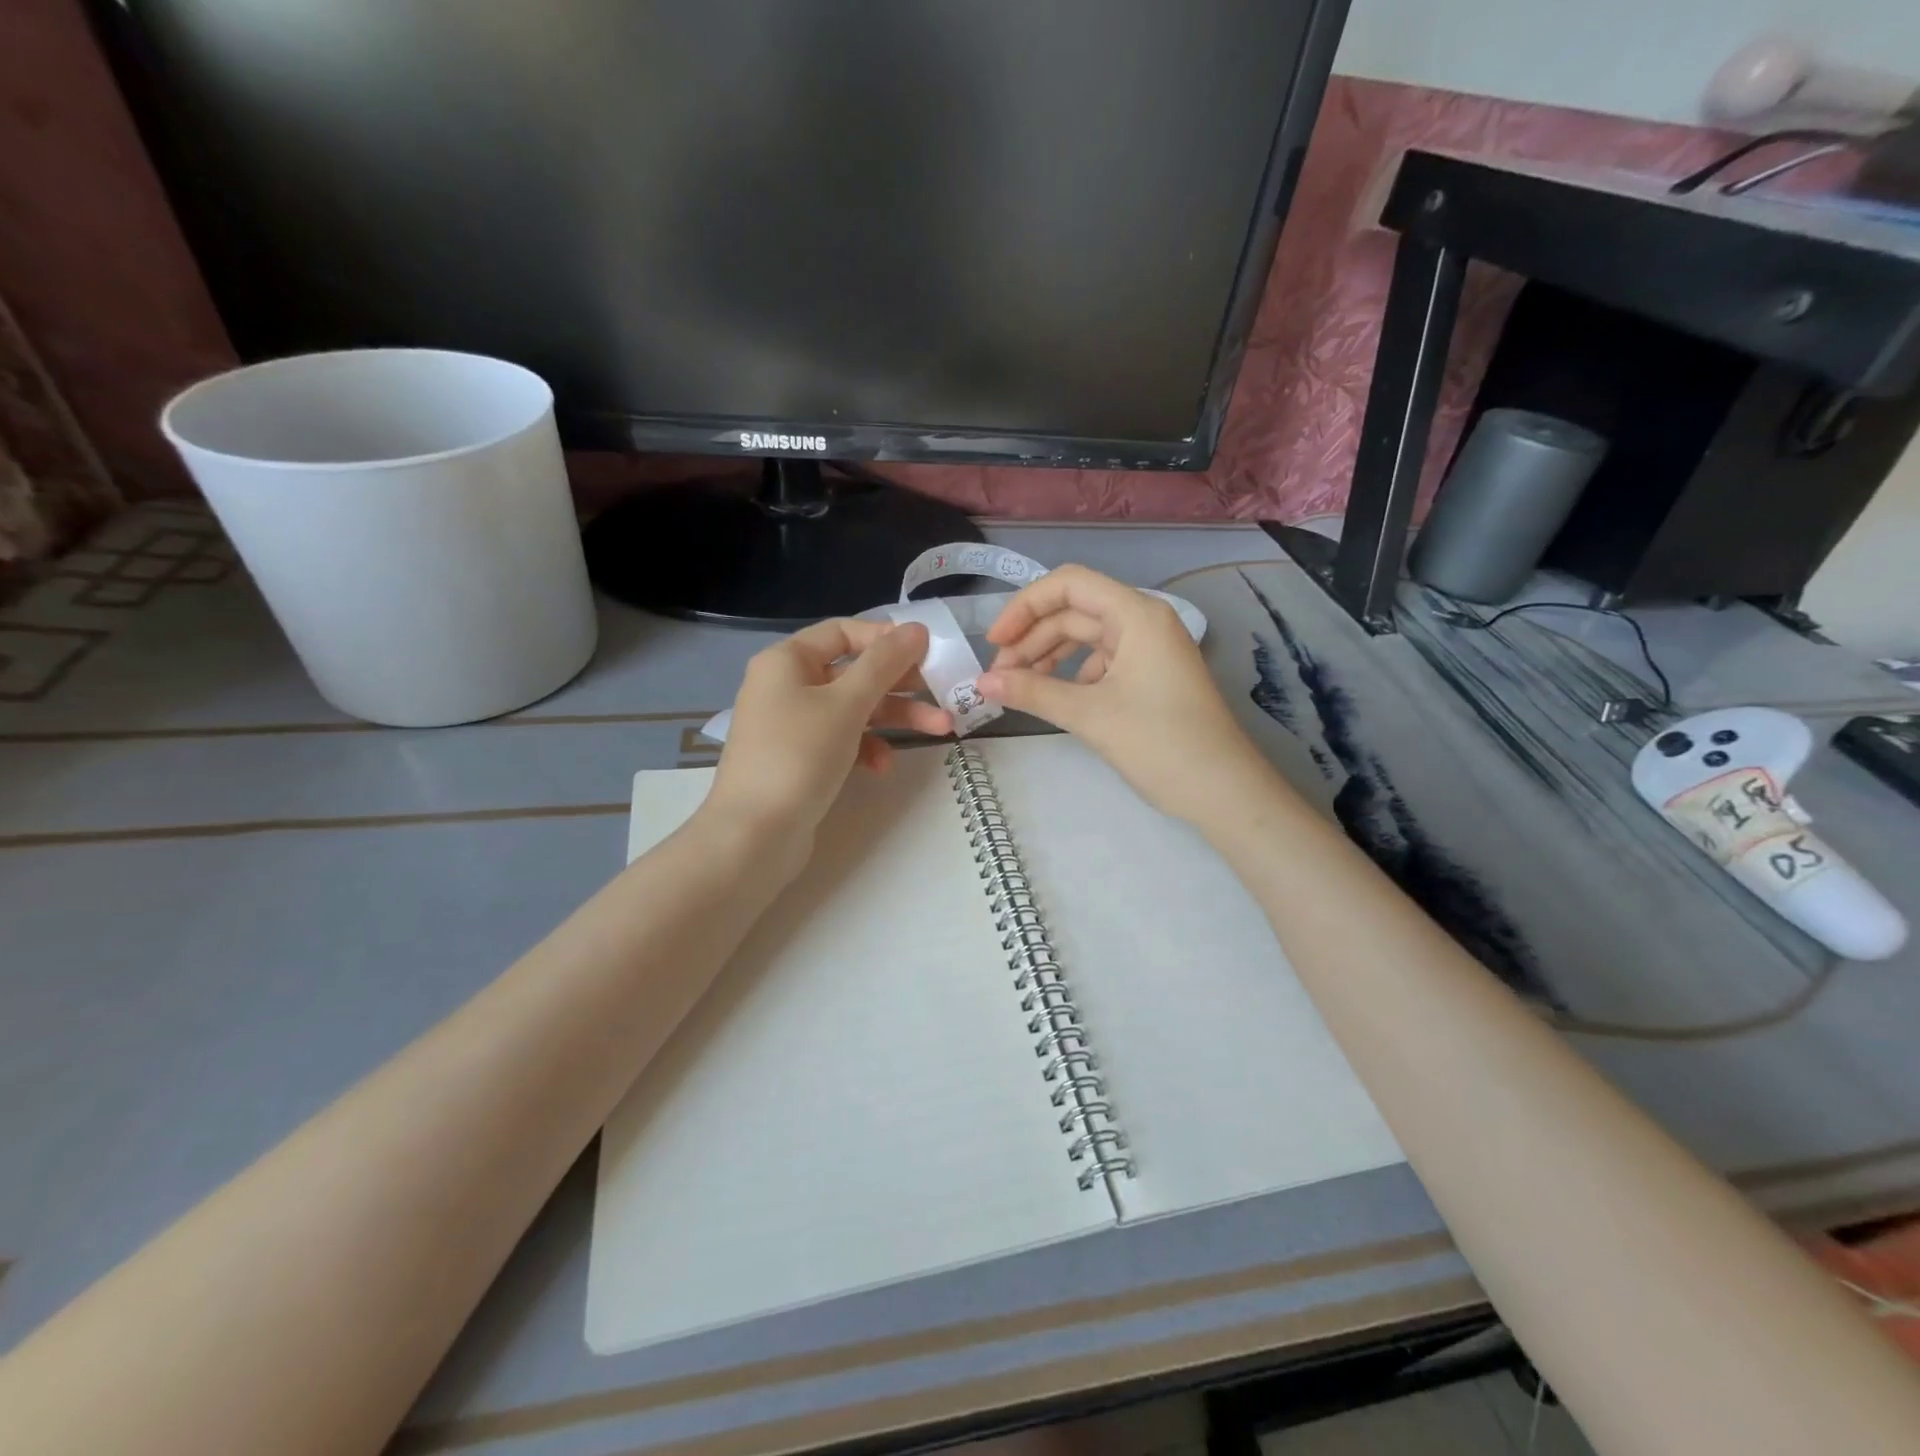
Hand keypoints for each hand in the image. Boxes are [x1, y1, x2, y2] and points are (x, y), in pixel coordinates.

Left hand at [704, 620, 952, 854]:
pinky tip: (882, 767)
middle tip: (944, 692)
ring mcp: (792, 725)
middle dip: (901, 684)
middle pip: (853, 672)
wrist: (754, 835)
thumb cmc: (799, 756)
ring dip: (895, 717)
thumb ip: (884, 664)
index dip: (886, 638)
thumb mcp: (847, 704)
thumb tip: (916, 628)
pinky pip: (841, 740)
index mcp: (787, 661)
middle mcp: (786, 685)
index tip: (927, 652)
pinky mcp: (800, 759)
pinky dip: (866, 748)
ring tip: (940, 730)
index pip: (843, 632)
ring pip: (853, 709)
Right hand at [978, 565, 1275, 824]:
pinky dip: (1070, 675)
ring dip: (1047, 657)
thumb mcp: (1090, 715)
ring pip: (1084, 638)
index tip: (994, 643)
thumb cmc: (1160, 743)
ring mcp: (1148, 649)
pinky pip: (1100, 662)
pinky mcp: (1149, 675)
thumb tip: (981, 683)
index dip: (1024, 607)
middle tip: (998, 677)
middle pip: (1073, 612)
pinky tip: (1053, 699)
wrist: (1223, 791)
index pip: (1069, 584)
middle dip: (1031, 639)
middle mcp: (1143, 621)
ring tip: (1018, 688)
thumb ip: (1032, 693)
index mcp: (1136, 615)